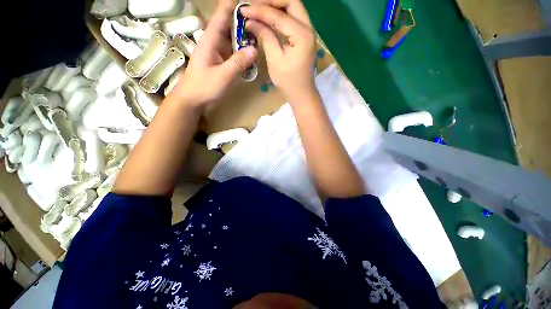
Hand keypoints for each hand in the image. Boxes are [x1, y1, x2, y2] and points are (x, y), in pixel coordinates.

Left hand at [172, 0, 257, 109]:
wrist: (191, 99)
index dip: (231, 6)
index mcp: (210, 40)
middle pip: (227, 26)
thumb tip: (254, 49)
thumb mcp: (224, 76)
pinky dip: (240, 51)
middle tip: (258, 22)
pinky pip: (230, 51)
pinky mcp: (218, 61)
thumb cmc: (204, 87)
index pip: (221, 16)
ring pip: (230, 39)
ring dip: (242, 37)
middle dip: (242, 22)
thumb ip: (238, 62)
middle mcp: (212, 42)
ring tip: (257, 36)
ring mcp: (215, 52)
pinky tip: (249, 54)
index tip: (246, 2)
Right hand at [241, 0, 316, 101]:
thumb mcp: (275, 60)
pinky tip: (269, 18)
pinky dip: (280, 15)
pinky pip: (292, 18)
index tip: (244, 10)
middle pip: (291, 1)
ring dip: (276, 6)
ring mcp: (308, 31)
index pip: (279, 15)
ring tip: (259, 9)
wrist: (302, 93)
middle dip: (271, 1)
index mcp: (302, 35)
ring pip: (292, 8)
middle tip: (254, 5)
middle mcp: (308, 28)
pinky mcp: (304, 36)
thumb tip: (251, 21)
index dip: (260, 11)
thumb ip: (265, 37)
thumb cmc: (289, 81)